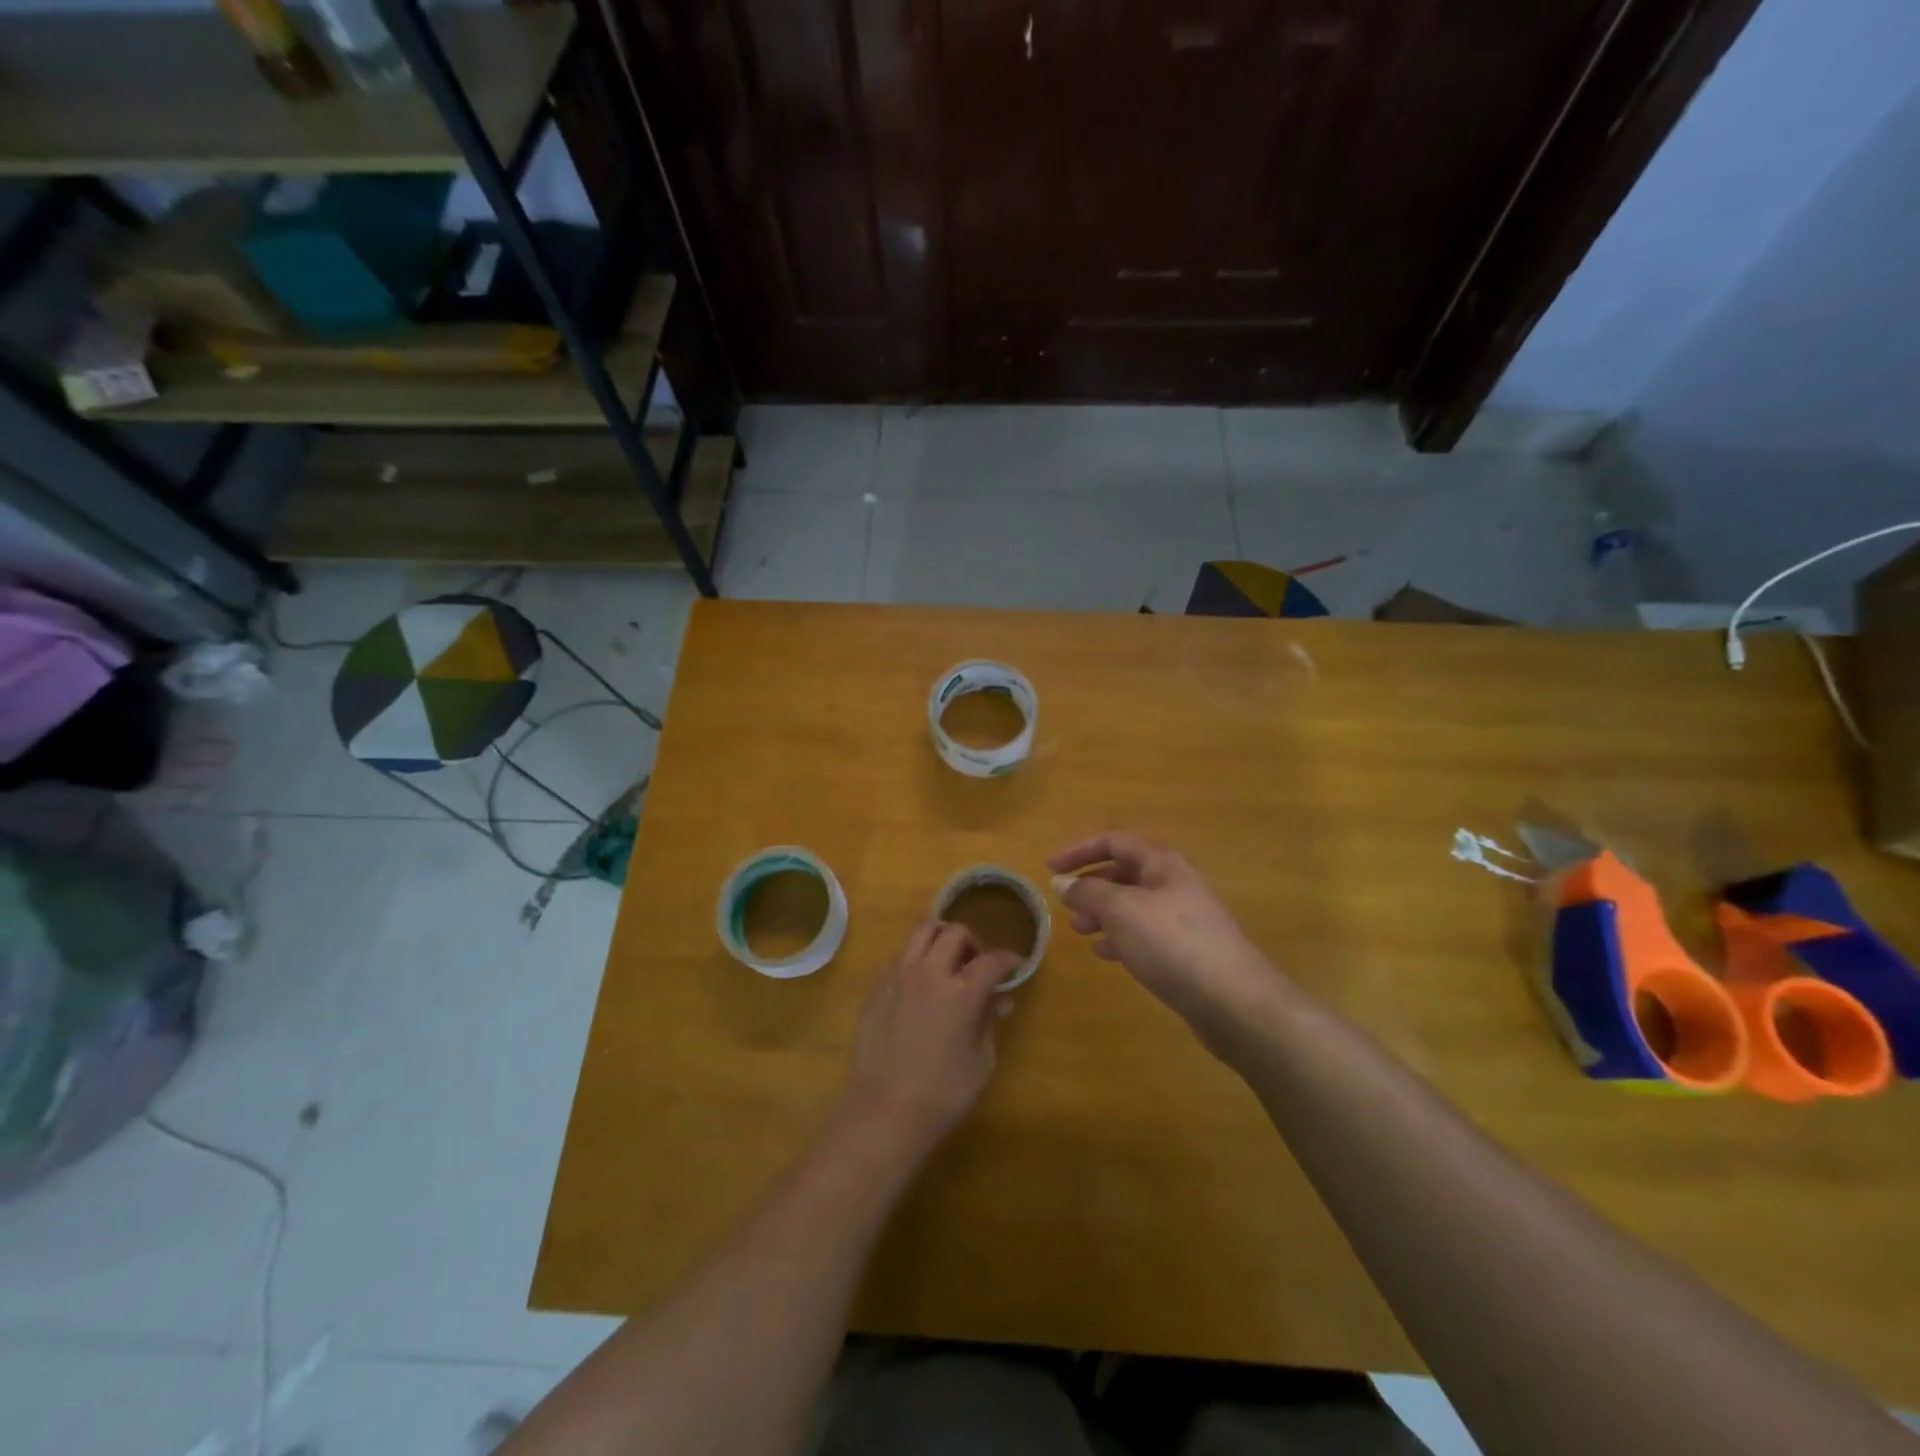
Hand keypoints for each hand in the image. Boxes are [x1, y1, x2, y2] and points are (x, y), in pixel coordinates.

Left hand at [844, 920, 1021, 1147]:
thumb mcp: (981, 1060)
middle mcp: (929, 972)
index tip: (1016, 966)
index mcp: (962, 992)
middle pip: (956, 932)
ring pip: (922, 930)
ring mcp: (899, 975)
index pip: (992, 960)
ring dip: (942, 938)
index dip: (1009, 960)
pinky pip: (901, 955)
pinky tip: (921, 984)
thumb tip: (999, 999)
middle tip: (978, 966)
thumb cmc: (943, 1094)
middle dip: (974, 943)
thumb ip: (989, 1021)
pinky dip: (917, 958)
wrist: (884, 1112)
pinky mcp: (877, 986)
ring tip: (948, 961)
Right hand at [1050, 831, 1281, 1045]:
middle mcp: (1174, 882)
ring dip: (1103, 913)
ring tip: (1081, 932)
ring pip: (1133, 904)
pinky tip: (1106, 954)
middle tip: (1066, 907)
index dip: (1078, 850)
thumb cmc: (1171, 944)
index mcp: (1161, 862)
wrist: (1234, 1001)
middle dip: (1091, 885)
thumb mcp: (1120, 910)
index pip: (1113, 841)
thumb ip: (1088, 892)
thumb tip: (1063, 882)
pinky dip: (1121, 937)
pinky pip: (1146, 932)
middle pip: (1124, 871)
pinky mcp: (1187, 949)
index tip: (1050, 869)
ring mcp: (1183, 916)